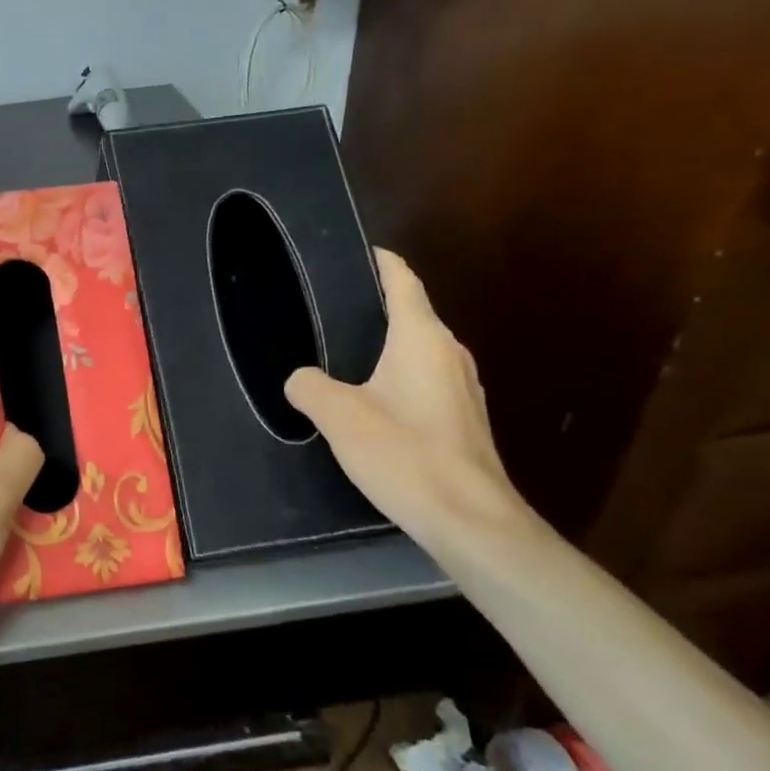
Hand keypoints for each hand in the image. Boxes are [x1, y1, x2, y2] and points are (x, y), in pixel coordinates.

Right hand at [284, 249, 526, 550]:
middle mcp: (449, 353)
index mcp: (422, 339)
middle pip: (413, 314)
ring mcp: (464, 387)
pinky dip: (400, 377)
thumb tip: (301, 379)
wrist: (469, 518)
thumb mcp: (339, 416)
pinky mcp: (466, 418)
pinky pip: (428, 380)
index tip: (358, 252)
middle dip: (378, 306)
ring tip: (347, 353)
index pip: (403, 281)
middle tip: (332, 309)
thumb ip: (310, 387)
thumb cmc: (403, 453)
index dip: (381, 262)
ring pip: (421, 350)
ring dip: (390, 345)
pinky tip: (375, 400)